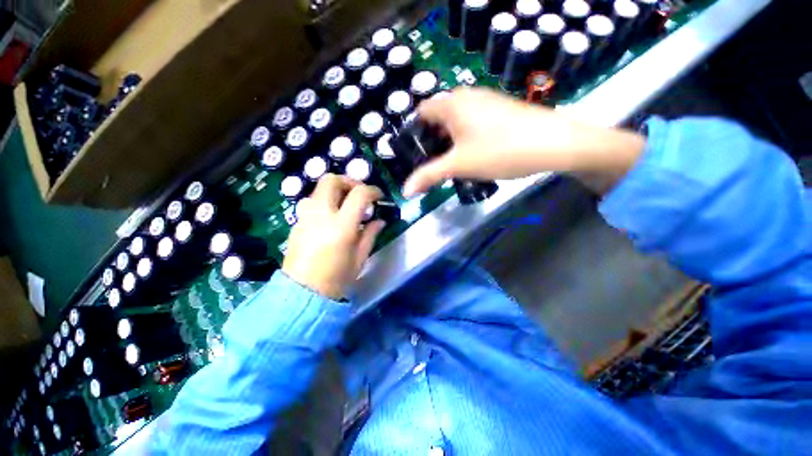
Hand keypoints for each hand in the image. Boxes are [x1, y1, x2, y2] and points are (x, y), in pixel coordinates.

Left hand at [282, 175, 384, 299]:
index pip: (359, 194)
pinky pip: (310, 202)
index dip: (372, 190)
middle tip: (359, 193)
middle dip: (349, 181)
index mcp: (341, 226)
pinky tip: (330, 217)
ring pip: (318, 189)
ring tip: (344, 204)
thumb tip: (379, 220)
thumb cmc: (337, 279)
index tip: (379, 196)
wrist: (303, 294)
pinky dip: (324, 202)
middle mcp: (321, 215)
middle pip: (331, 180)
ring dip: (334, 191)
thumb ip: (370, 234)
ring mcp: (305, 217)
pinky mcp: (296, 223)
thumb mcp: (360, 257)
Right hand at [402, 87, 646, 196]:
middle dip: (432, 140)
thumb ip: (429, 176)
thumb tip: (405, 191)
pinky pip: (473, 122)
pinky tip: (474, 154)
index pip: (421, 112)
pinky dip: (466, 137)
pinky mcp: (500, 110)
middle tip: (432, 163)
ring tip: (451, 163)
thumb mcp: (459, 165)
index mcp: (452, 103)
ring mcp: (486, 101)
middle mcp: (467, 96)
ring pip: (457, 120)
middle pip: (438, 117)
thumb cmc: (499, 151)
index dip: (414, 132)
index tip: (415, 154)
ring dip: (450, 141)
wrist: (554, 143)